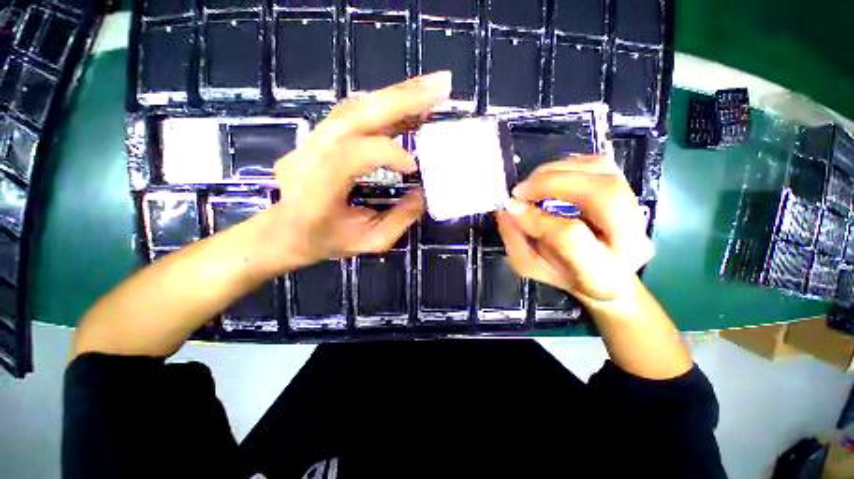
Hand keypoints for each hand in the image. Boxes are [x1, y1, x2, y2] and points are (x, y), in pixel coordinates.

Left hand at [259, 72, 451, 270]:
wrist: (284, 231)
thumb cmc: (326, 241)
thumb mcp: (369, 241)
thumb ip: (399, 219)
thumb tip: (422, 192)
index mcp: (318, 189)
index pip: (353, 153)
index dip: (388, 153)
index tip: (414, 167)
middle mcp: (310, 155)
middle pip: (356, 114)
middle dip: (403, 98)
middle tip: (442, 86)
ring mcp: (311, 140)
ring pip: (355, 106)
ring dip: (397, 94)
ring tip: (431, 89)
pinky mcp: (319, 135)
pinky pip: (353, 112)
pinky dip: (384, 104)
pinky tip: (408, 103)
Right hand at [496, 155, 653, 303]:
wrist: (603, 274)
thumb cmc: (562, 274)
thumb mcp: (529, 266)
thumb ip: (515, 239)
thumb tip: (507, 209)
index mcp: (602, 273)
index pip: (570, 235)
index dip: (536, 218)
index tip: (512, 208)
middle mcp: (632, 241)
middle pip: (602, 194)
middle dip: (553, 183)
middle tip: (521, 190)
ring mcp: (637, 213)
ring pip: (603, 173)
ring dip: (558, 171)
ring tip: (532, 183)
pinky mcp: (631, 192)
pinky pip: (602, 164)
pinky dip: (570, 164)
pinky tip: (549, 176)